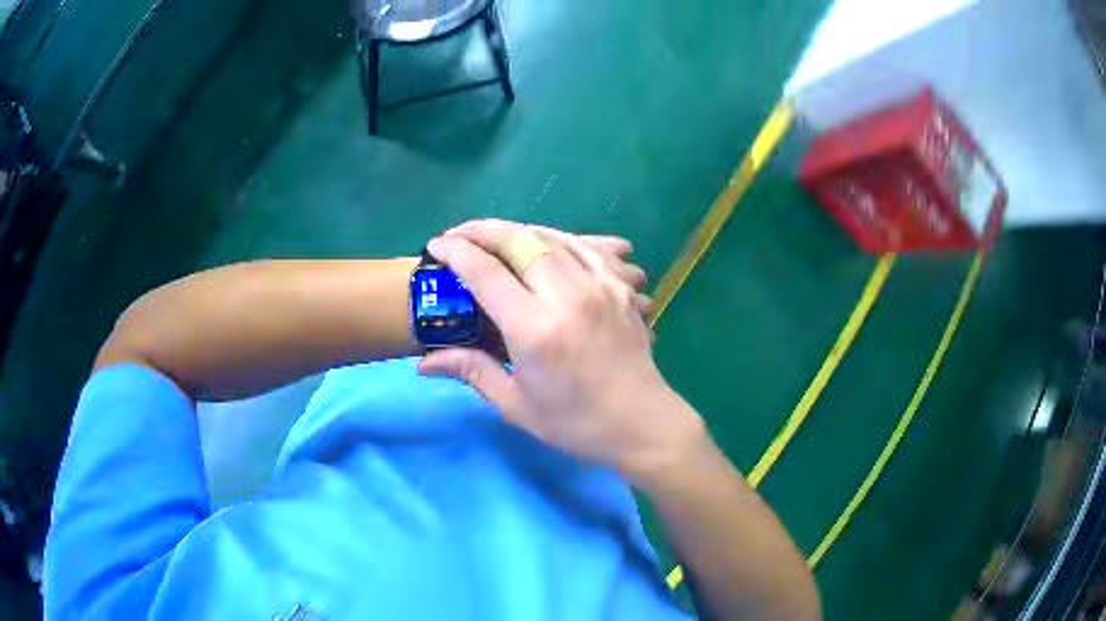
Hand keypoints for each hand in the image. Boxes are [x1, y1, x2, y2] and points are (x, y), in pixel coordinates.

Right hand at [419, 220, 703, 477]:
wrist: (642, 424)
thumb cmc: (576, 424)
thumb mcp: (516, 405)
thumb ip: (471, 371)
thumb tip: (424, 363)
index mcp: (535, 329)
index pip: (486, 273)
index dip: (456, 253)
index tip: (436, 246)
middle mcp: (567, 296)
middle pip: (518, 241)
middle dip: (481, 230)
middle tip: (458, 234)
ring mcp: (599, 285)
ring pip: (551, 236)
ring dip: (516, 230)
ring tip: (493, 236)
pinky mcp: (619, 286)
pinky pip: (584, 245)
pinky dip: (556, 237)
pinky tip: (542, 243)